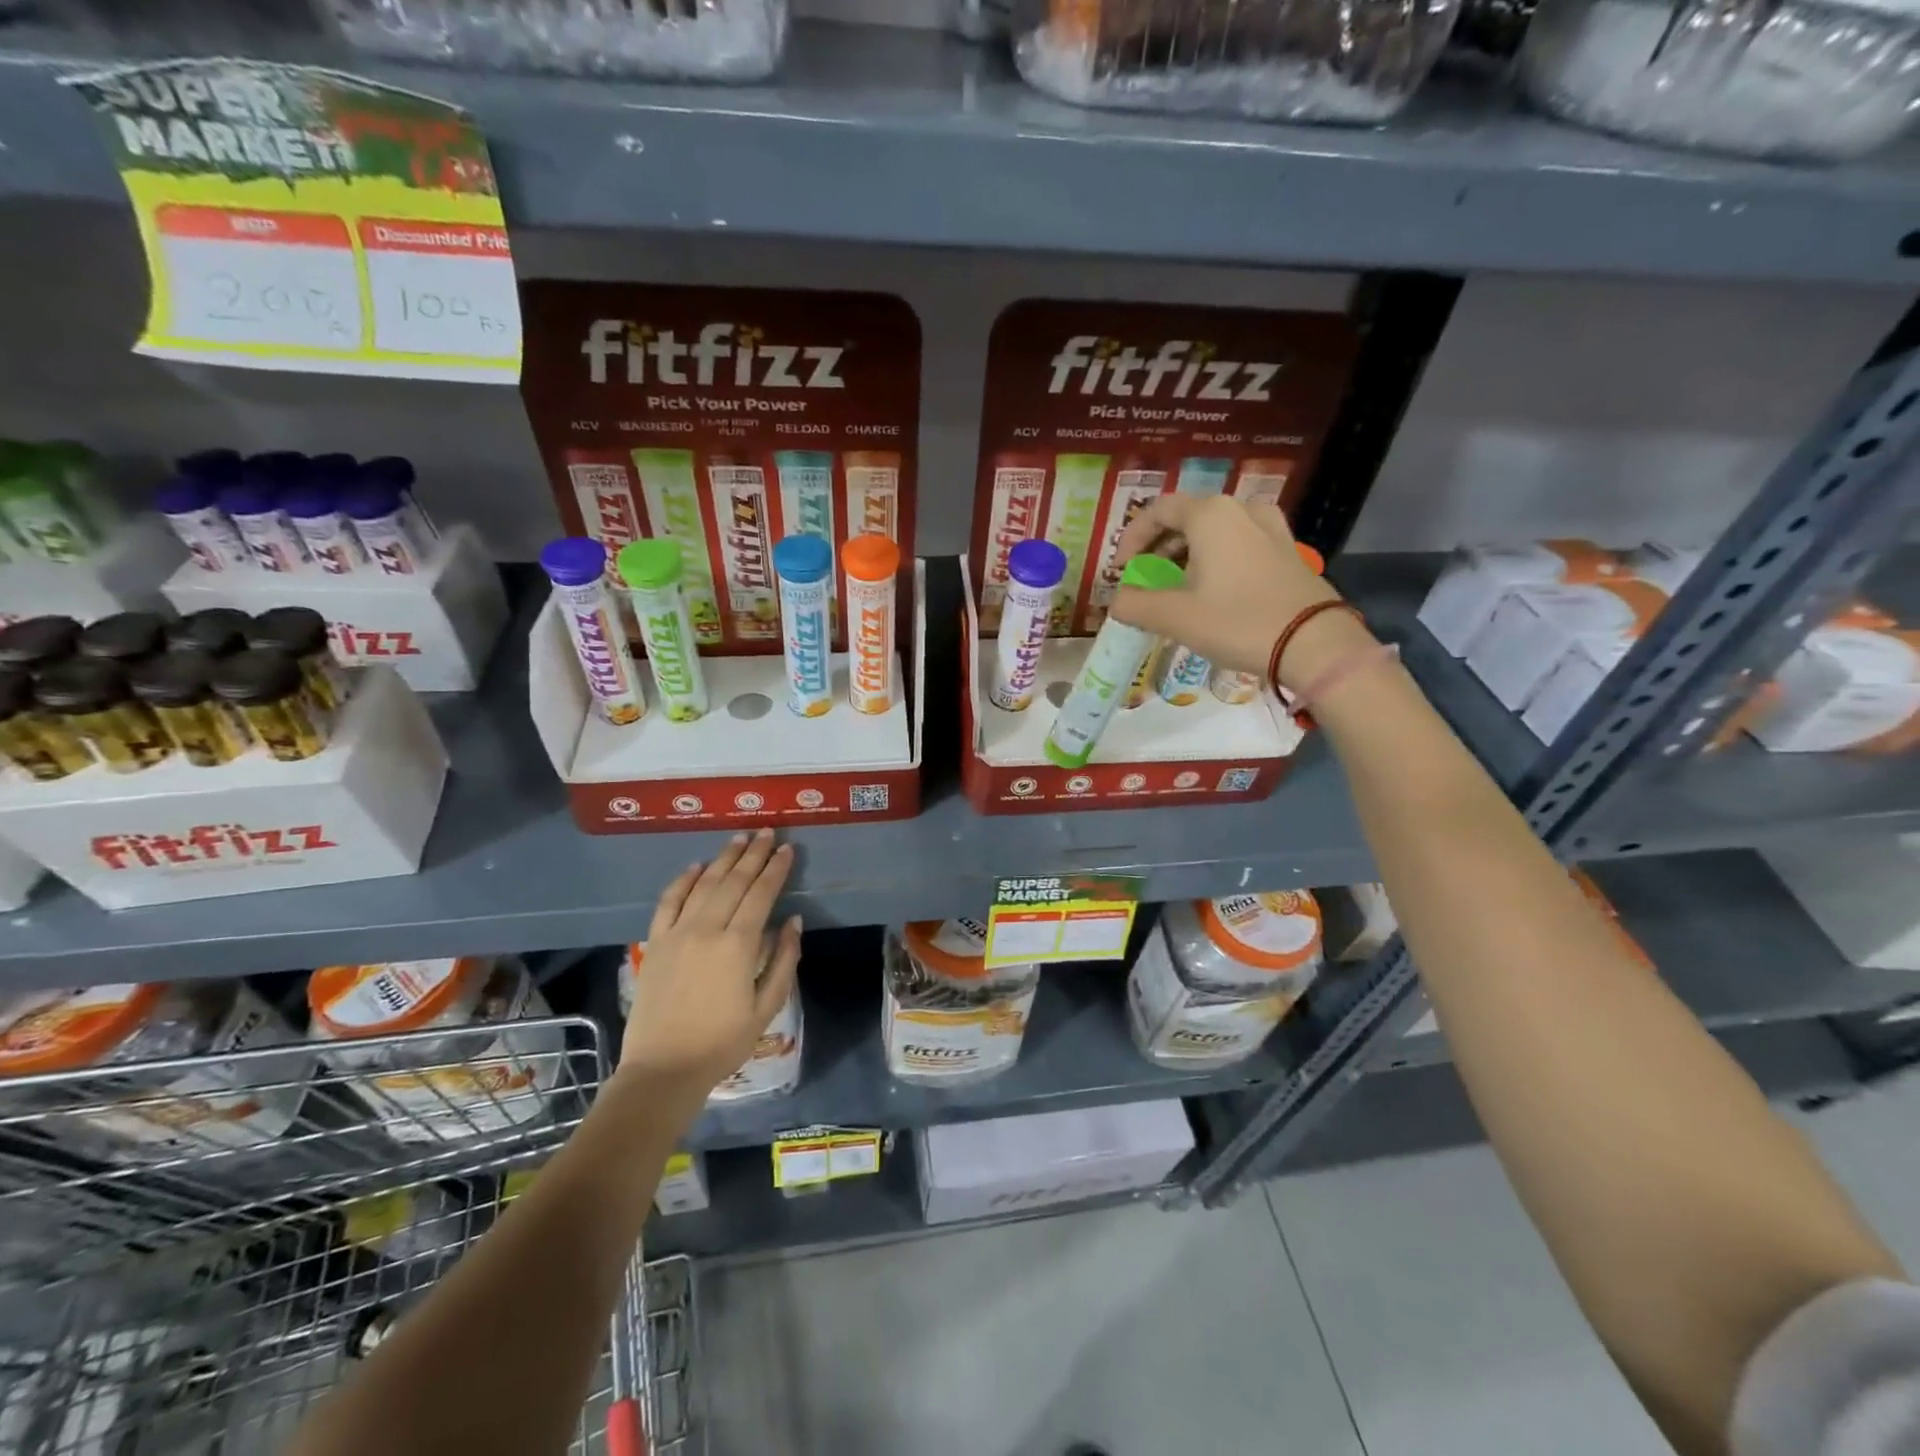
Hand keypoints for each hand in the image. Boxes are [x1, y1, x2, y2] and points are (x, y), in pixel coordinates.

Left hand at [618, 829, 801, 1099]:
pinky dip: (684, 880)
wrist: (663, 1069)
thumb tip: (794, 920)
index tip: (787, 848)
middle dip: (753, 854)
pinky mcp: (656, 942)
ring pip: (704, 884)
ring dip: (724, 858)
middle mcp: (707, 928)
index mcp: (738, 944)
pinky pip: (669, 901)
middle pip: (734, 881)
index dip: (776, 869)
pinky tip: (697, 866)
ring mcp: (677, 933)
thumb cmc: (722, 1042)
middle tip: (767, 831)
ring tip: (739, 838)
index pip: (761, 893)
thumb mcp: (766, 1006)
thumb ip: (783, 959)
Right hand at [1108, 494, 1347, 681]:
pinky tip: (1213, 590)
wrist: (1314, 643)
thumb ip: (1135, 605)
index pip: (1157, 510)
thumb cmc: (1237, 622)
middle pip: (1187, 518)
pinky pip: (1239, 544)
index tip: (1120, 570)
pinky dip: (1216, 559)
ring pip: (1215, 531)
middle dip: (1159, 548)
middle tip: (1145, 579)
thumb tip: (1116, 602)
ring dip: (1187, 554)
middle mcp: (1240, 510)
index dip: (1132, 538)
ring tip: (1177, 587)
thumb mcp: (1175, 617)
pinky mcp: (1286, 550)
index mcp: (1209, 515)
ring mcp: (1269, 527)